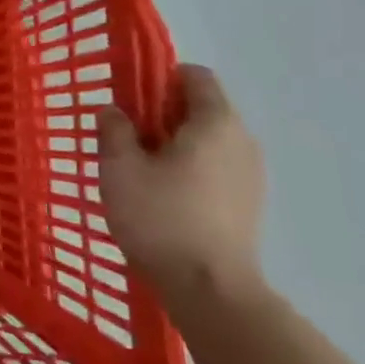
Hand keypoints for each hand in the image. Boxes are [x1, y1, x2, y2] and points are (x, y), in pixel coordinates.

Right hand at [97, 64, 266, 311]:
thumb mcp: (119, 168)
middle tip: (125, 139)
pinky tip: (162, 197)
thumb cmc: (160, 217)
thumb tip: (114, 111)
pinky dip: (189, 170)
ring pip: (207, 141)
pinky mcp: (247, 203)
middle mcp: (242, 140)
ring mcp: (250, 174)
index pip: (196, 76)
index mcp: (215, 123)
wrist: (209, 287)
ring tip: (139, 172)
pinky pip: (215, 168)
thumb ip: (114, 131)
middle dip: (161, 115)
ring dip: (174, 145)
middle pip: (201, 108)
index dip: (159, 79)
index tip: (129, 100)